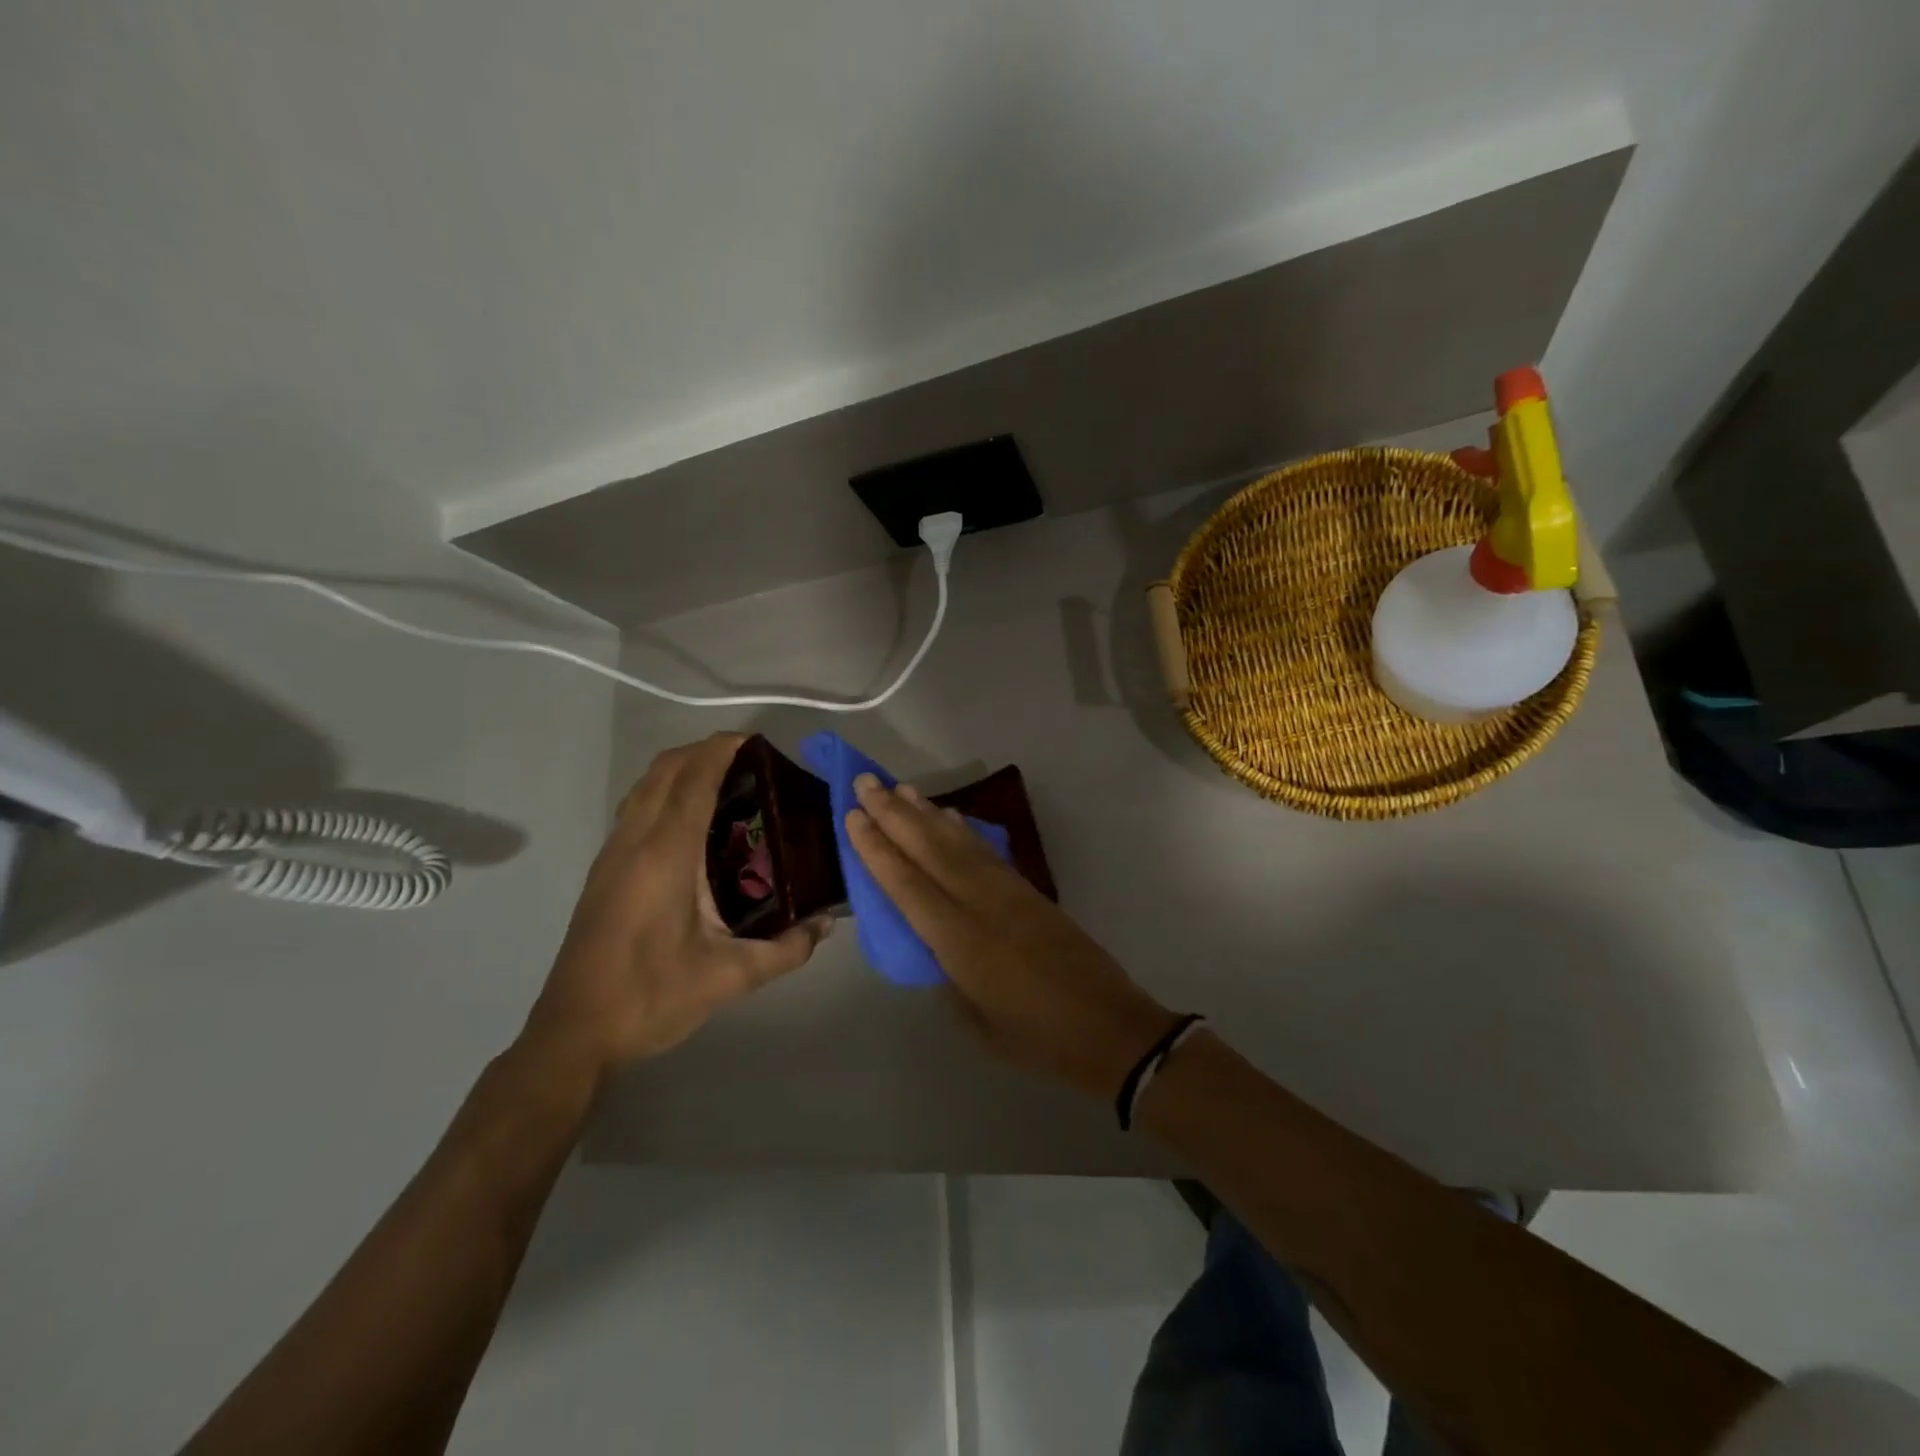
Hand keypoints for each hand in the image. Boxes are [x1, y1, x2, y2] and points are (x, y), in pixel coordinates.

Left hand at [524, 733, 831, 1080]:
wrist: (574, 1033)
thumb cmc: (650, 998)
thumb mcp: (729, 978)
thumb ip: (786, 949)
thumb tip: (826, 924)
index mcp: (665, 856)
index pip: (693, 781)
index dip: (721, 751)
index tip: (756, 741)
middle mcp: (634, 842)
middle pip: (664, 770)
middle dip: (704, 751)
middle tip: (750, 761)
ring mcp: (612, 854)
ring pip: (644, 786)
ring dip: (681, 768)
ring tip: (726, 780)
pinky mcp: (604, 870)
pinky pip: (636, 807)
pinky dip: (665, 791)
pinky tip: (692, 821)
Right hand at [845, 774, 1175, 1099]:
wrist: (1110, 1027)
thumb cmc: (1037, 1038)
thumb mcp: (976, 1022)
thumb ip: (945, 975)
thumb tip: (928, 942)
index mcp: (961, 943)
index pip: (908, 886)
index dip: (878, 849)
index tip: (854, 816)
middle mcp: (982, 905)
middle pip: (930, 850)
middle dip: (894, 814)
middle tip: (866, 782)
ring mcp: (1009, 892)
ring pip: (958, 843)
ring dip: (926, 813)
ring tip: (900, 788)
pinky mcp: (1029, 890)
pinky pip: (986, 851)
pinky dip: (962, 830)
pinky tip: (948, 816)